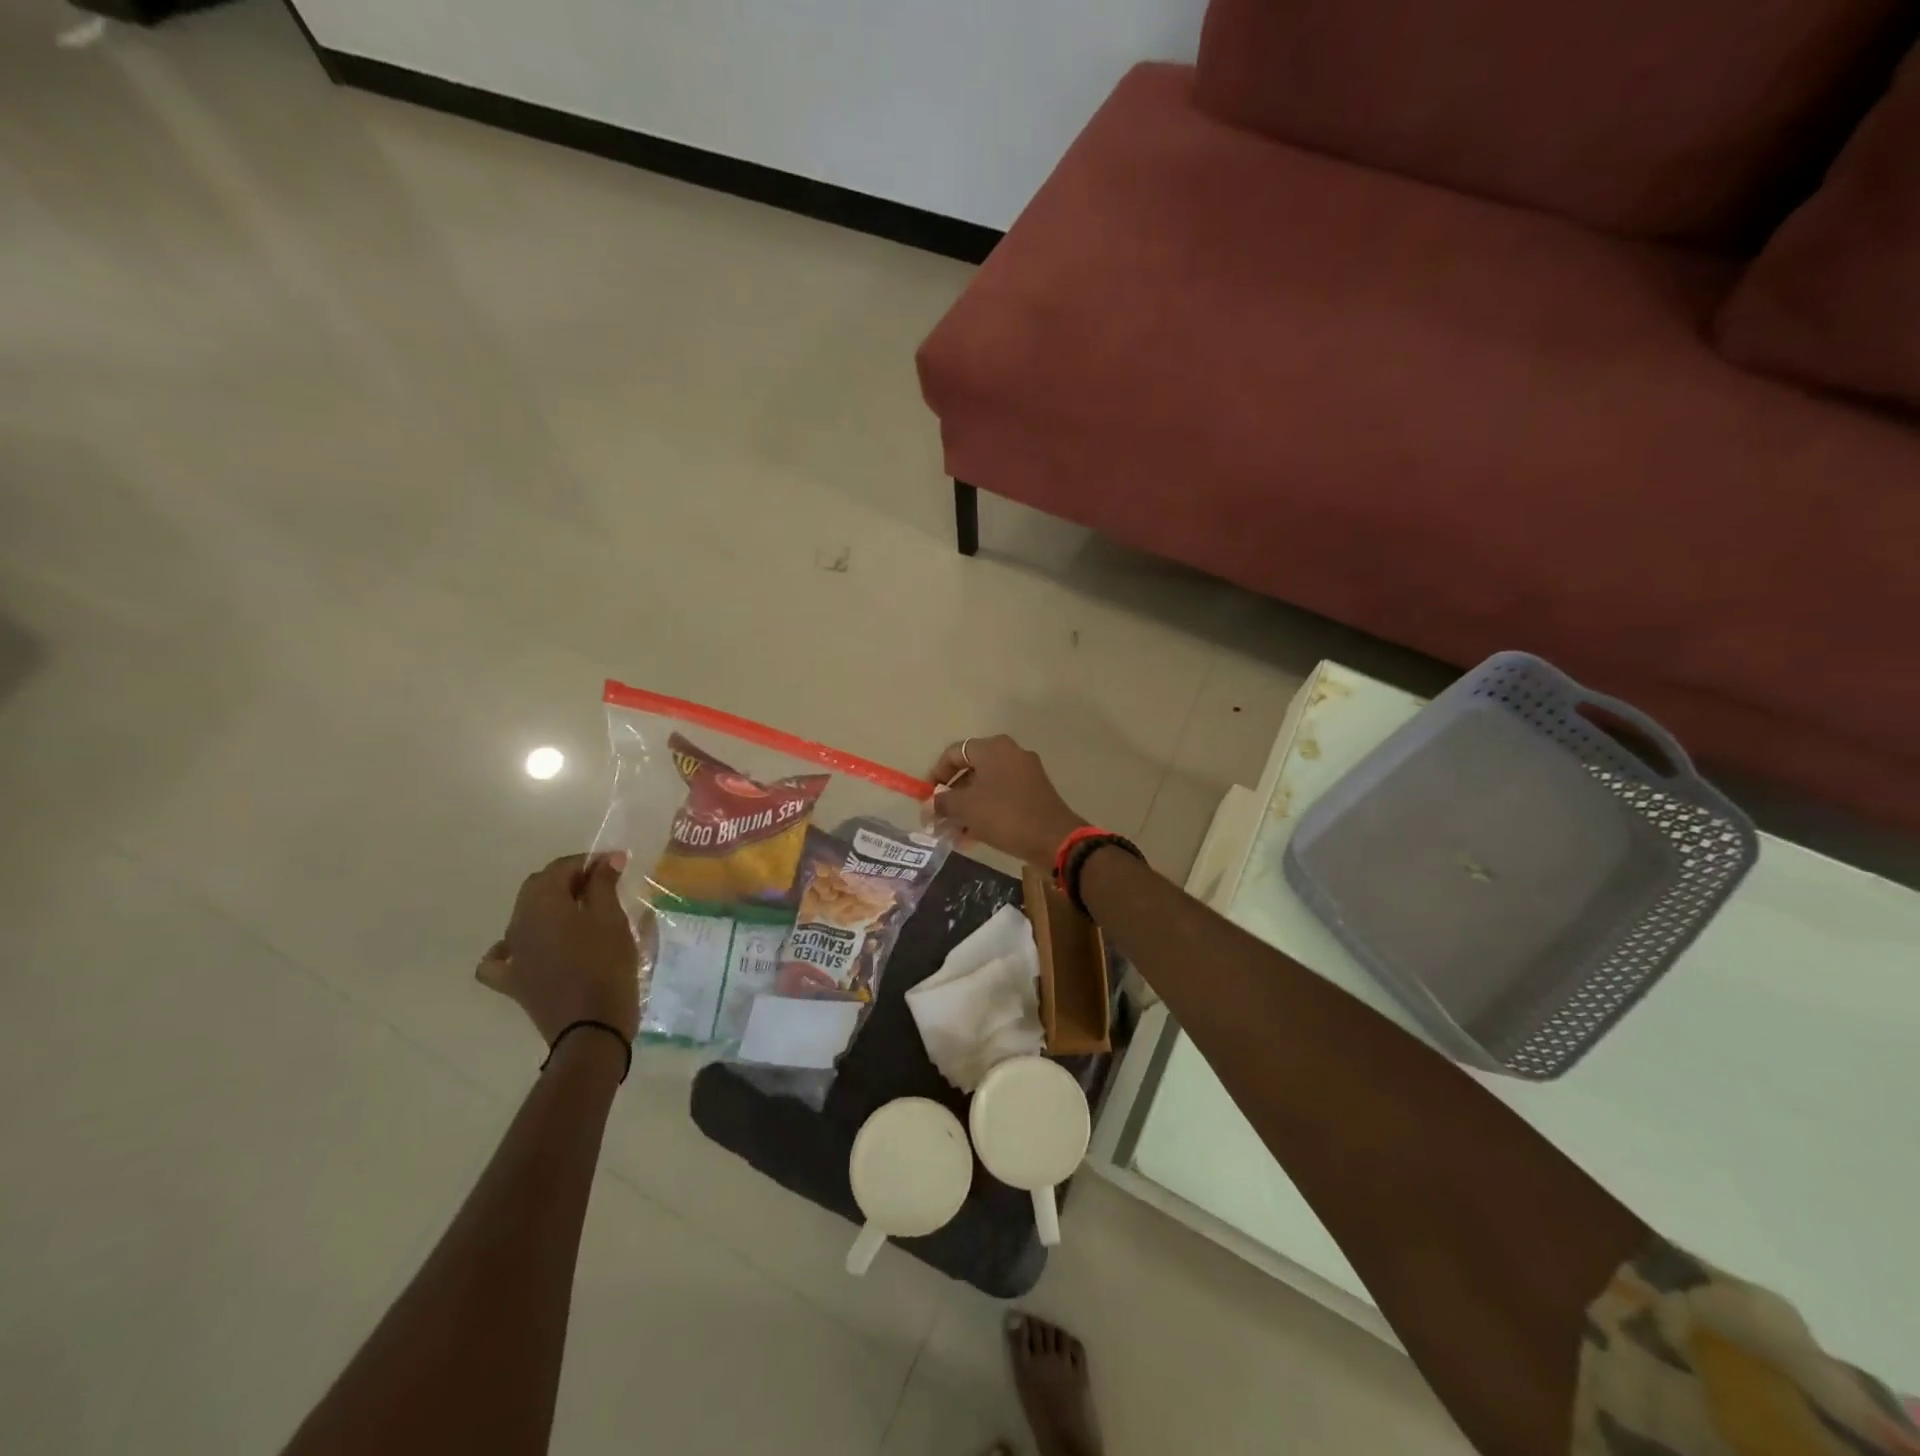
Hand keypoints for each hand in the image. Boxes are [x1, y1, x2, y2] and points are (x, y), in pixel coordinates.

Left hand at [477, 852, 640, 1042]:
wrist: (592, 1026)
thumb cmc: (607, 965)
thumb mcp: (612, 919)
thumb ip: (604, 884)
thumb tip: (606, 859)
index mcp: (543, 903)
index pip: (561, 867)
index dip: (589, 861)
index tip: (617, 864)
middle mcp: (518, 923)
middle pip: (538, 886)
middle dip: (569, 879)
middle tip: (603, 884)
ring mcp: (512, 954)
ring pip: (524, 915)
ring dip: (550, 906)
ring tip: (581, 912)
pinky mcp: (512, 981)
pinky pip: (501, 957)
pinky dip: (512, 947)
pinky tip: (529, 948)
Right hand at [926, 735, 1086, 867]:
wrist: (1054, 838)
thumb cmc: (1004, 815)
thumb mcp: (965, 808)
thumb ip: (942, 803)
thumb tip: (930, 805)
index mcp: (993, 748)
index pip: (953, 753)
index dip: (936, 774)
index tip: (927, 797)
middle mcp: (1010, 753)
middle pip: (971, 769)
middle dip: (952, 795)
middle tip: (939, 817)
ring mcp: (1026, 772)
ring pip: (986, 786)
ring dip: (967, 807)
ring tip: (954, 832)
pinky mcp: (1035, 792)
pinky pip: (1002, 796)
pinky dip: (986, 810)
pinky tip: (974, 835)